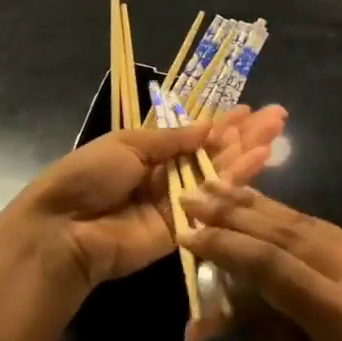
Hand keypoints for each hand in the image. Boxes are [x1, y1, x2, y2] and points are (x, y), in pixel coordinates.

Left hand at [0, 105, 287, 289]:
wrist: (64, 228)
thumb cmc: (89, 175)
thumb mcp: (128, 143)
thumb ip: (172, 139)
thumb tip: (208, 127)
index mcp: (147, 151)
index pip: (192, 135)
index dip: (220, 124)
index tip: (249, 110)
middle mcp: (165, 176)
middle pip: (211, 154)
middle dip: (243, 135)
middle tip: (277, 117)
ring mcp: (176, 204)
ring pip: (218, 175)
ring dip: (246, 153)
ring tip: (275, 132)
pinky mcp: (183, 230)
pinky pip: (212, 203)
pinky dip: (236, 182)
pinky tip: (259, 161)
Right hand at [182, 183, 341, 340]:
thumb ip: (265, 328)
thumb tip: (220, 298)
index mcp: (341, 313)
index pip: (268, 263)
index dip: (224, 245)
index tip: (187, 232)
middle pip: (286, 231)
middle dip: (236, 212)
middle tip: (196, 194)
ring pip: (309, 222)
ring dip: (262, 207)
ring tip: (223, 190)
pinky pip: (332, 232)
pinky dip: (294, 221)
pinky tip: (268, 212)